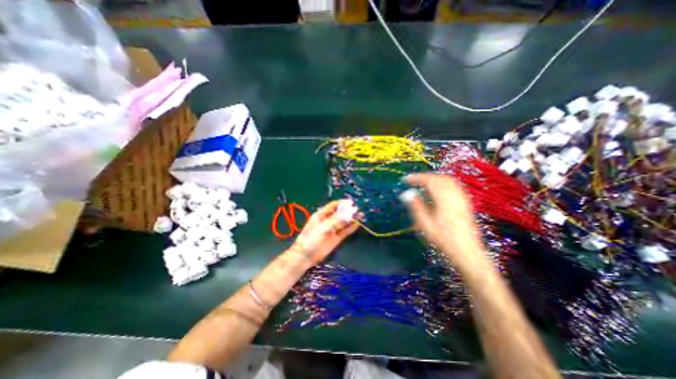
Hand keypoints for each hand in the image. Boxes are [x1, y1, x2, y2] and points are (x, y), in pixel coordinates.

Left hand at [292, 200, 361, 264]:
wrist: (306, 256)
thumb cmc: (312, 239)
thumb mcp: (324, 227)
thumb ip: (336, 219)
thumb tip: (348, 210)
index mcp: (322, 215)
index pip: (333, 205)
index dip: (343, 203)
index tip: (352, 203)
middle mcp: (328, 220)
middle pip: (340, 213)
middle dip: (349, 211)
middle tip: (359, 209)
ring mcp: (333, 229)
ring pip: (344, 222)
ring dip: (352, 218)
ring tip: (361, 215)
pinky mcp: (336, 238)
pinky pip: (345, 231)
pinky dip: (351, 227)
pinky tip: (358, 223)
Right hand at [400, 173, 486, 265]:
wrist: (467, 252)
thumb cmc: (443, 239)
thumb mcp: (425, 224)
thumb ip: (416, 206)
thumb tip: (406, 193)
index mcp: (444, 199)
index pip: (429, 181)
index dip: (416, 178)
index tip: (405, 179)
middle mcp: (455, 195)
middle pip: (439, 178)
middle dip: (425, 177)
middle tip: (413, 181)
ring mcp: (462, 198)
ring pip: (448, 180)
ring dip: (433, 179)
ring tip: (422, 184)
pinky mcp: (465, 203)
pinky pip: (453, 185)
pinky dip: (442, 183)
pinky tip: (437, 190)